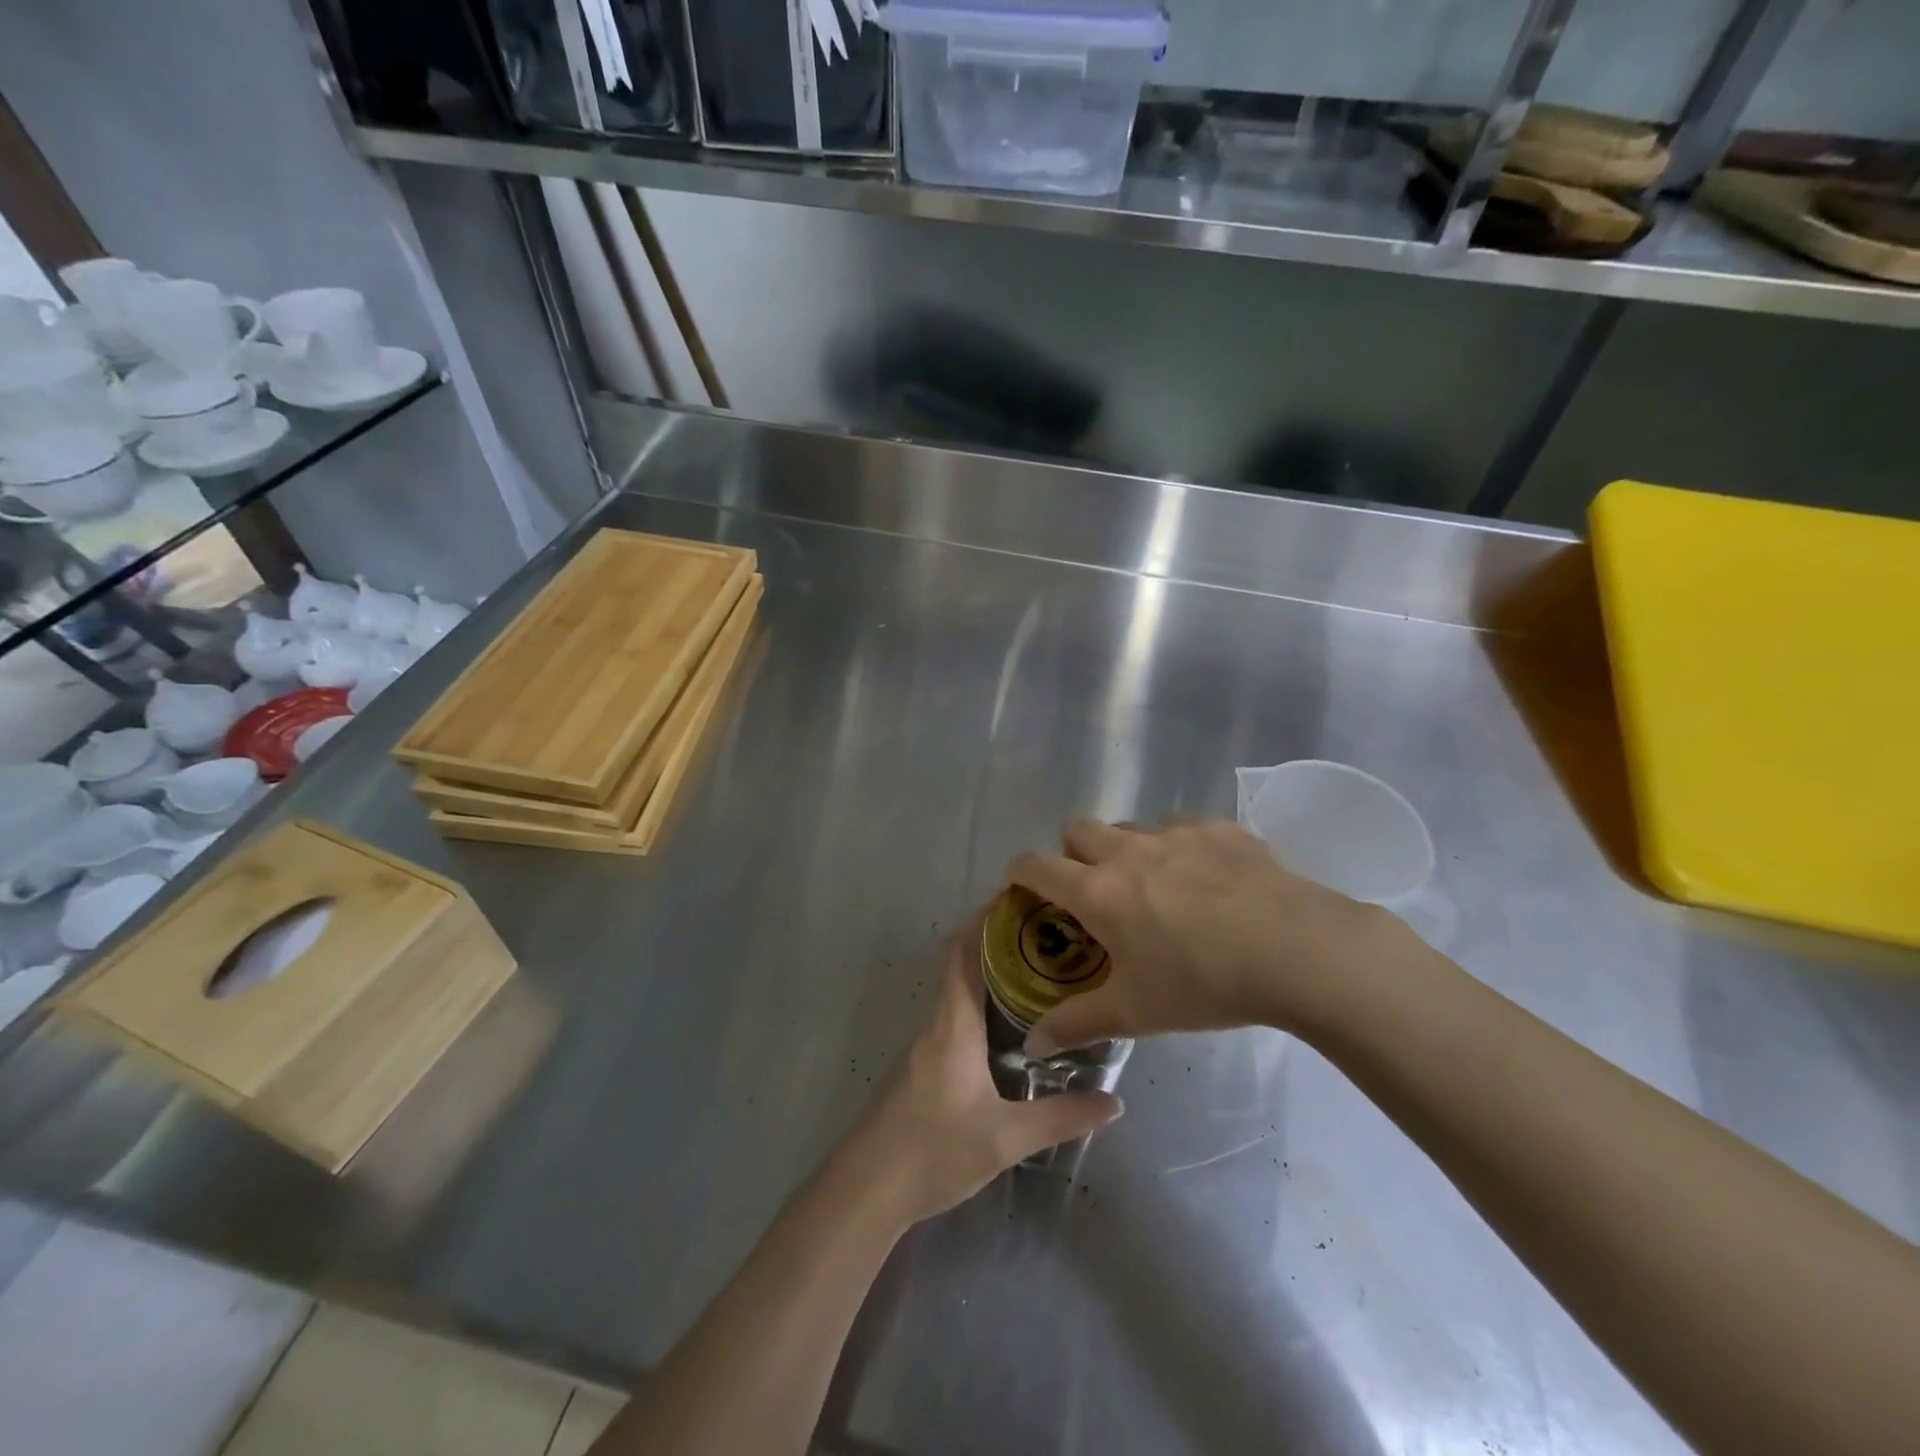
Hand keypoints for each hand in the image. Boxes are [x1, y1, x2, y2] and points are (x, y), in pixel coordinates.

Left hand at [841, 918, 1122, 1225]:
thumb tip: (1114, 1100)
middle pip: (961, 961)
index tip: (1021, 898)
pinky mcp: (924, 1065)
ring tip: (1038, 966)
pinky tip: (1011, 1020)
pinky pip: (955, 1012)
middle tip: (1045, 930)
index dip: (986, 919)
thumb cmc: (933, 1152)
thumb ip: (1060, 1117)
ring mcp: (926, 1043)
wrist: (866, 1190)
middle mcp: (937, 1022)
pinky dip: (981, 998)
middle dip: (997, 938)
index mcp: (952, 1024)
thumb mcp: (1004, 1138)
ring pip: (958, 987)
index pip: (964, 952)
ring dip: (989, 968)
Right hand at [1008, 817, 1411, 1051]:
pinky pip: (1178, 825)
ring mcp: (1173, 832)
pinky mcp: (1216, 827)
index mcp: (1098, 891)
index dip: (1018, 873)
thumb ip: (1077, 1024)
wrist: (1298, 950)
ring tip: (1152, 887)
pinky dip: (1174, 845)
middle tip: (1093, 893)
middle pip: (1076, 829)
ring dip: (1123, 848)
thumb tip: (1032, 1044)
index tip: (1023, 890)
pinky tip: (1202, 878)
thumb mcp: (1136, 1012)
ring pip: (1127, 825)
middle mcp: (1127, 850)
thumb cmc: (1206, 984)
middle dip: (1071, 854)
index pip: (1034, 865)